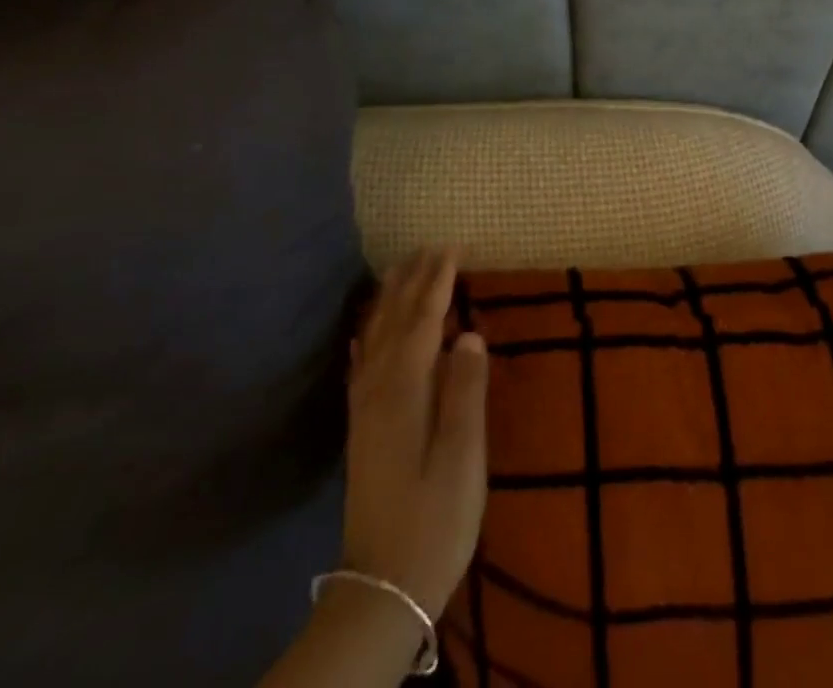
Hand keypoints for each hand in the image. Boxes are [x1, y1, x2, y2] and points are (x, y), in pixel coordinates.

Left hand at [341, 251, 488, 618]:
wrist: (383, 586)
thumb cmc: (435, 517)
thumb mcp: (463, 456)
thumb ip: (465, 391)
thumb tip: (468, 333)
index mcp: (405, 390)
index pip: (423, 321)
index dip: (438, 282)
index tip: (452, 248)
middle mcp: (379, 390)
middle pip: (395, 321)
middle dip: (413, 281)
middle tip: (431, 246)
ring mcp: (366, 409)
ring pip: (375, 337)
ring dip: (391, 300)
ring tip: (401, 270)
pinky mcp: (363, 428)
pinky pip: (363, 363)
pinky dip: (368, 336)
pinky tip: (367, 330)